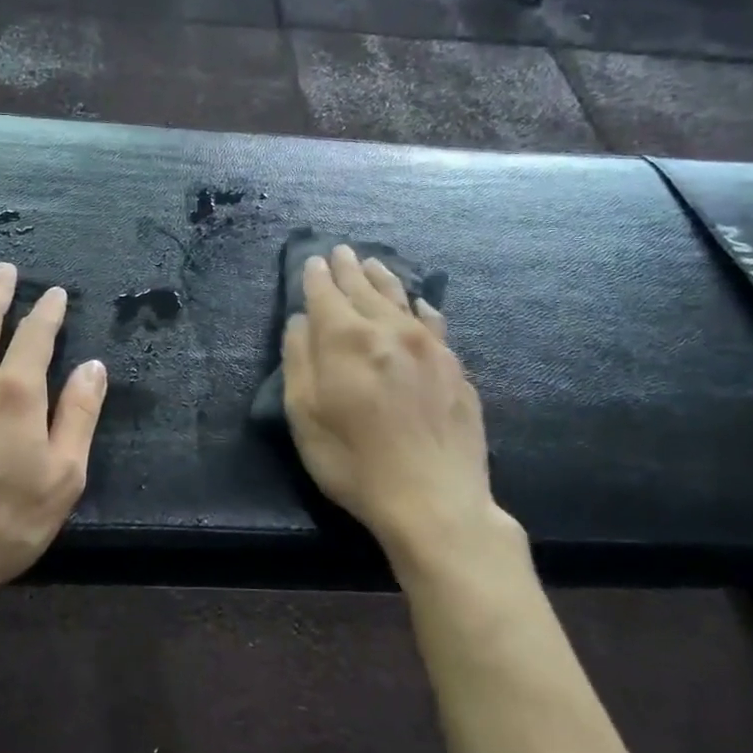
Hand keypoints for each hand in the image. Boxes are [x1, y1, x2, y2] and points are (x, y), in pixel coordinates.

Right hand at [282, 245, 509, 567]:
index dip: (315, 276)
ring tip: (372, 263)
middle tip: (340, 251)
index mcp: (346, 339)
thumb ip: (298, 360)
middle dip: (348, 269)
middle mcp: (389, 330)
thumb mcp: (304, 416)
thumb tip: (300, 321)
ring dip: (383, 278)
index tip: (312, 261)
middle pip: (364, 289)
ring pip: (401, 298)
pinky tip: (420, 303)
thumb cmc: (353, 462)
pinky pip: (434, 322)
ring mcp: (428, 346)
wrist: (434, 500)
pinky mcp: (454, 367)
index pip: (326, 294)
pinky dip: (421, 307)